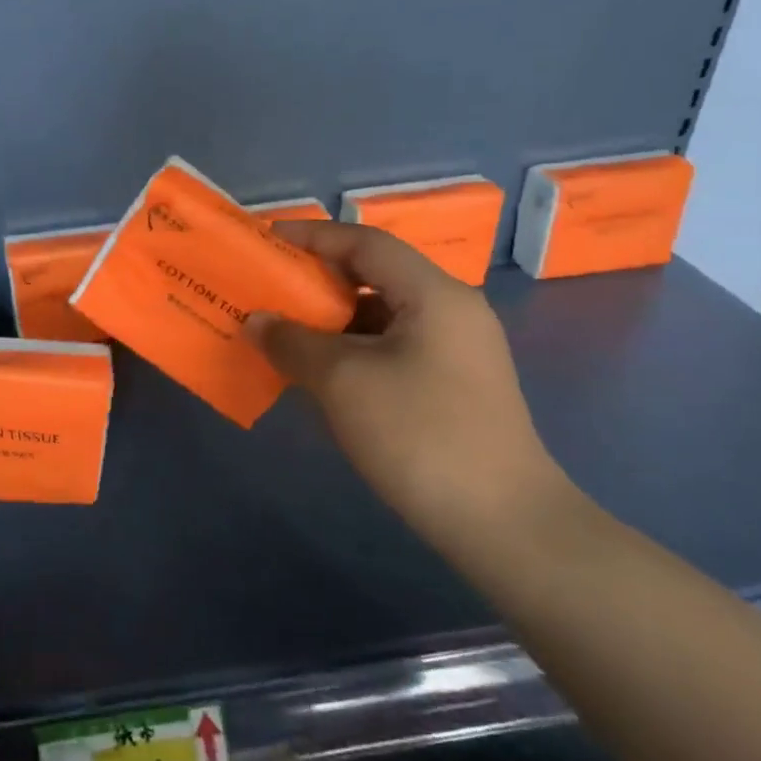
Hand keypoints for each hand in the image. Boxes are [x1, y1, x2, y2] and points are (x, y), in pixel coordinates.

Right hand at [246, 220, 567, 539]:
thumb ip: (293, 342)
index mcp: (433, 294)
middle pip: (374, 276)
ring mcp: (454, 352)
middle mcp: (449, 311)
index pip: (366, 243)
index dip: (313, 236)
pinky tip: (316, 373)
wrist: (503, 524)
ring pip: (380, 316)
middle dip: (316, 280)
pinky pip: (389, 349)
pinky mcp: (451, 386)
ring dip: (330, 320)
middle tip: (267, 288)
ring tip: (281, 331)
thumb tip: (257, 321)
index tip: (267, 240)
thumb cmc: (420, 434)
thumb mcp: (343, 381)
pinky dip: (349, 351)